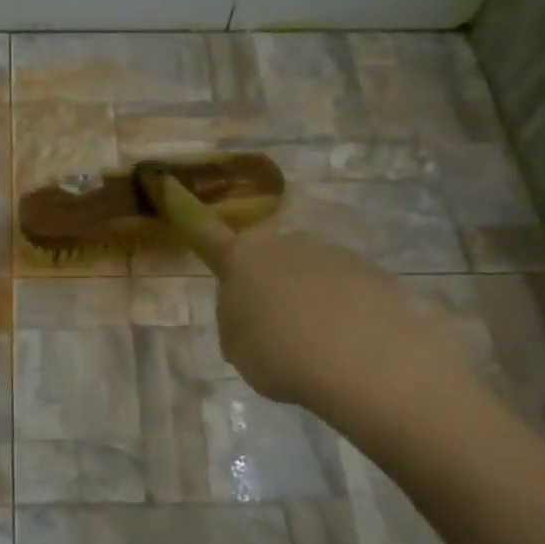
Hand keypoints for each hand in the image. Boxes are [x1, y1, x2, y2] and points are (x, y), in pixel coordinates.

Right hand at [175, 210, 484, 442]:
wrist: (365, 359)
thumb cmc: (279, 354)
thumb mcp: (236, 347)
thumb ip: (237, 320)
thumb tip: (254, 309)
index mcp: (242, 258)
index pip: (210, 235)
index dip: (190, 216)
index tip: (170, 183)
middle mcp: (287, 244)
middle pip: (269, 258)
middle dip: (269, 283)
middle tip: (272, 329)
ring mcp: (334, 254)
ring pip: (310, 275)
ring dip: (308, 301)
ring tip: (316, 348)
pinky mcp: (374, 273)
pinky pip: (346, 292)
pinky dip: (343, 313)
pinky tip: (348, 348)